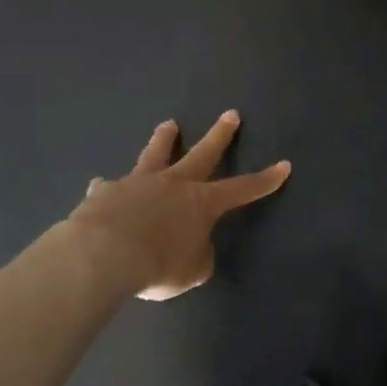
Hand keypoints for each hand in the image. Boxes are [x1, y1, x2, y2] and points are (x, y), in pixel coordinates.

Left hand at [70, 112, 290, 300]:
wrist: (103, 255)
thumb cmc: (158, 265)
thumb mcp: (192, 271)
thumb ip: (198, 256)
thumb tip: (193, 248)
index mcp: (202, 202)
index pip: (243, 189)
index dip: (265, 180)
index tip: (284, 165)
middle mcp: (173, 184)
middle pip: (202, 154)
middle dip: (219, 135)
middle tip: (230, 114)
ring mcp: (138, 183)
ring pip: (155, 155)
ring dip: (164, 140)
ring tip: (168, 125)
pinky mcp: (105, 192)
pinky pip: (109, 187)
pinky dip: (109, 188)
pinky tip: (102, 186)